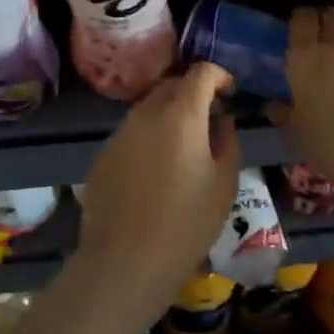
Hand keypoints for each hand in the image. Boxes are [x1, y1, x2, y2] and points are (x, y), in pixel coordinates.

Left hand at [75, 62, 240, 316]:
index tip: (230, 92)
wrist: (125, 261)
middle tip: (210, 117)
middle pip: (172, 85)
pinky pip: (132, 132)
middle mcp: (146, 113)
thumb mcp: (224, 184)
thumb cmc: (186, 223)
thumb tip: (222, 120)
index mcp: (181, 114)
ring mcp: (120, 132)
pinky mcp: (103, 153)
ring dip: (169, 114)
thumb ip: (227, 141)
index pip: (201, 72)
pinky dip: (148, 137)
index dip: (219, 76)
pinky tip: (155, 170)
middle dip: (193, 92)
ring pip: (149, 108)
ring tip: (183, 146)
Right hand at [272, 8, 333, 204]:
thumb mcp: (297, 132)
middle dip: (330, 23)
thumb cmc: (329, 145)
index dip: (303, 20)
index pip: (302, 18)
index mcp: (305, 58)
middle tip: (329, 39)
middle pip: (333, 15)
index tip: (302, 30)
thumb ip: (285, 113)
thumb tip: (273, 107)